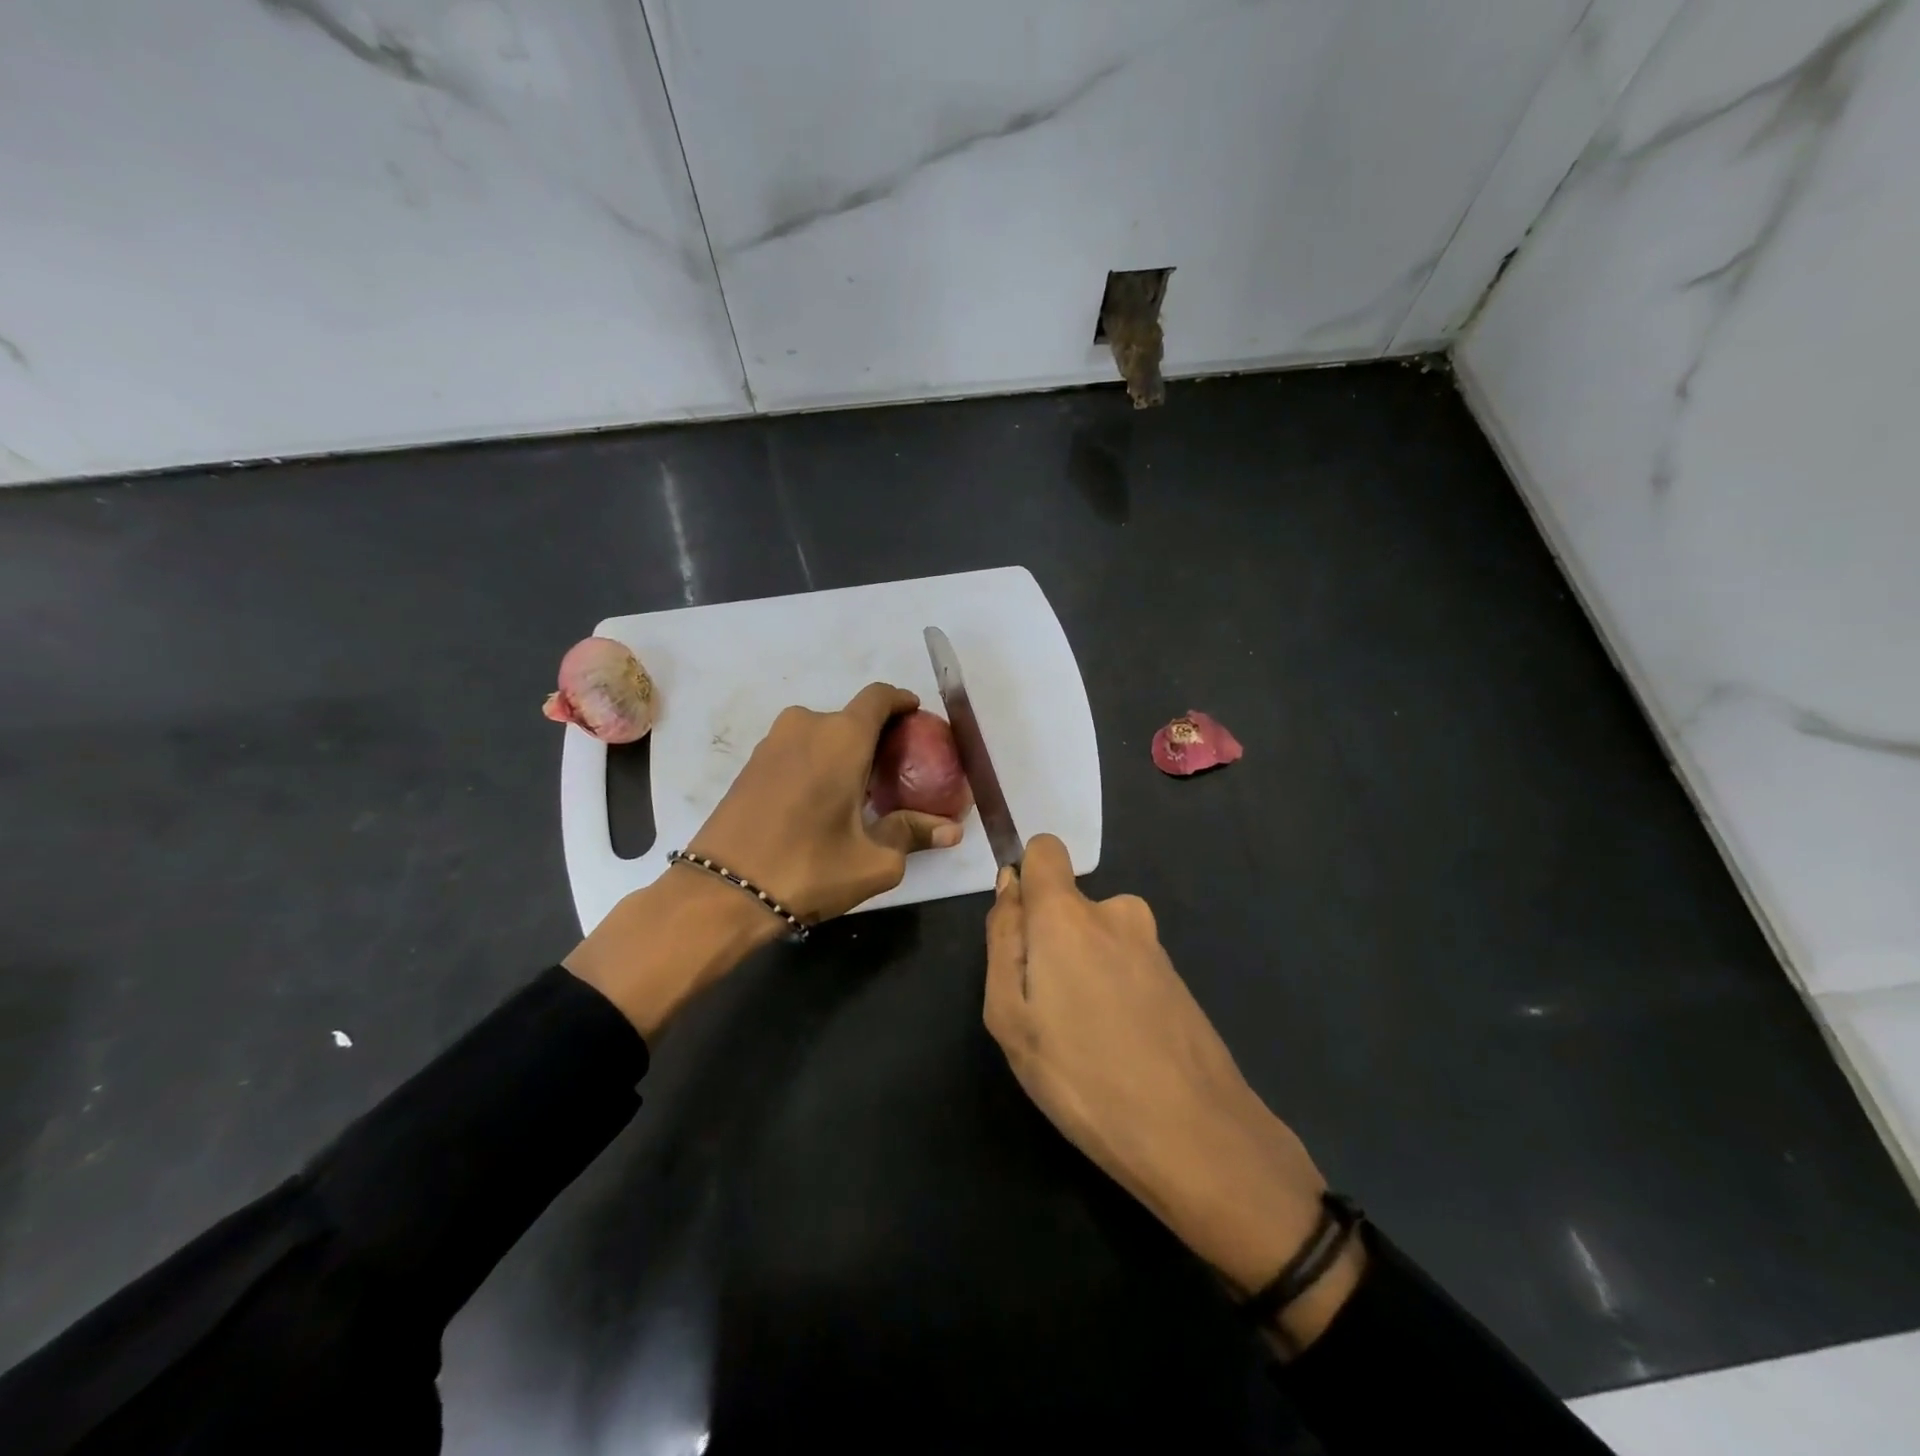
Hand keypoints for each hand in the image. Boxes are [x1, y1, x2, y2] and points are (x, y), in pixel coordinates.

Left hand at [688, 682, 962, 924]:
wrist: (721, 892)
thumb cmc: (808, 868)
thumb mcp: (874, 861)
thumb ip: (912, 835)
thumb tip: (951, 832)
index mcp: (842, 738)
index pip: (879, 697)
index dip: (901, 701)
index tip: (916, 716)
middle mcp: (806, 726)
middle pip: (850, 717)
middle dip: (875, 736)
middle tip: (894, 768)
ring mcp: (772, 743)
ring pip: (821, 733)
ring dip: (842, 750)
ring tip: (858, 787)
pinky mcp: (751, 764)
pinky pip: (797, 749)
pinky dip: (816, 761)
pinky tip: (822, 798)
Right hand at [983, 835, 1362, 1348]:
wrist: (1196, 1136)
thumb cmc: (1082, 1075)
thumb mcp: (1010, 1015)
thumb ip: (1002, 939)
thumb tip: (1010, 885)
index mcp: (1068, 913)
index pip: (1046, 850)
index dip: (1026, 878)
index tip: (1020, 930)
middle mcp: (1116, 912)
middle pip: (1067, 906)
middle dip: (1049, 943)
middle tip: (1046, 1013)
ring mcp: (1152, 944)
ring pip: (1097, 939)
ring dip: (1083, 972)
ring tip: (1083, 1039)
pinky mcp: (1176, 976)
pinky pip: (1126, 965)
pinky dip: (1114, 992)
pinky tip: (1120, 1049)